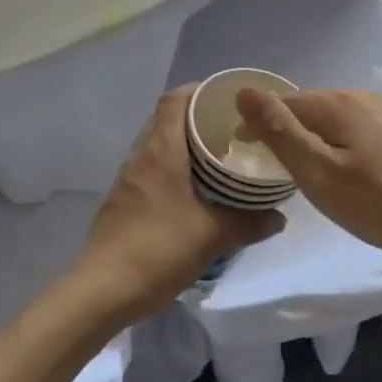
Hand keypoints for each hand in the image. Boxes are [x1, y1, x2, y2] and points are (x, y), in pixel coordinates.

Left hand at [70, 87, 283, 326]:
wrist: (101, 292)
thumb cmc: (158, 250)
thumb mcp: (212, 236)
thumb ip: (249, 223)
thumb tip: (279, 217)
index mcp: (161, 150)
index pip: (174, 99)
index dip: (199, 90)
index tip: (227, 97)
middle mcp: (141, 156)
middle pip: (166, 119)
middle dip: (197, 118)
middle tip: (231, 128)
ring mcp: (127, 179)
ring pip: (158, 145)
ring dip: (184, 145)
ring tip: (216, 157)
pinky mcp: (122, 201)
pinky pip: (150, 169)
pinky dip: (172, 168)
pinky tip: (192, 191)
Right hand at [234, 87, 381, 268]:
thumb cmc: (378, 202)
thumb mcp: (318, 173)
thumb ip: (280, 132)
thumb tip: (244, 92)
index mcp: (338, 103)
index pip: (285, 102)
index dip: (261, 126)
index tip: (250, 156)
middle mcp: (362, 98)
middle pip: (312, 108)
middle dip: (290, 131)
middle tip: (279, 170)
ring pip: (337, 121)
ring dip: (318, 140)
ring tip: (311, 174)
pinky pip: (359, 132)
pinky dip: (343, 147)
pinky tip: (351, 174)